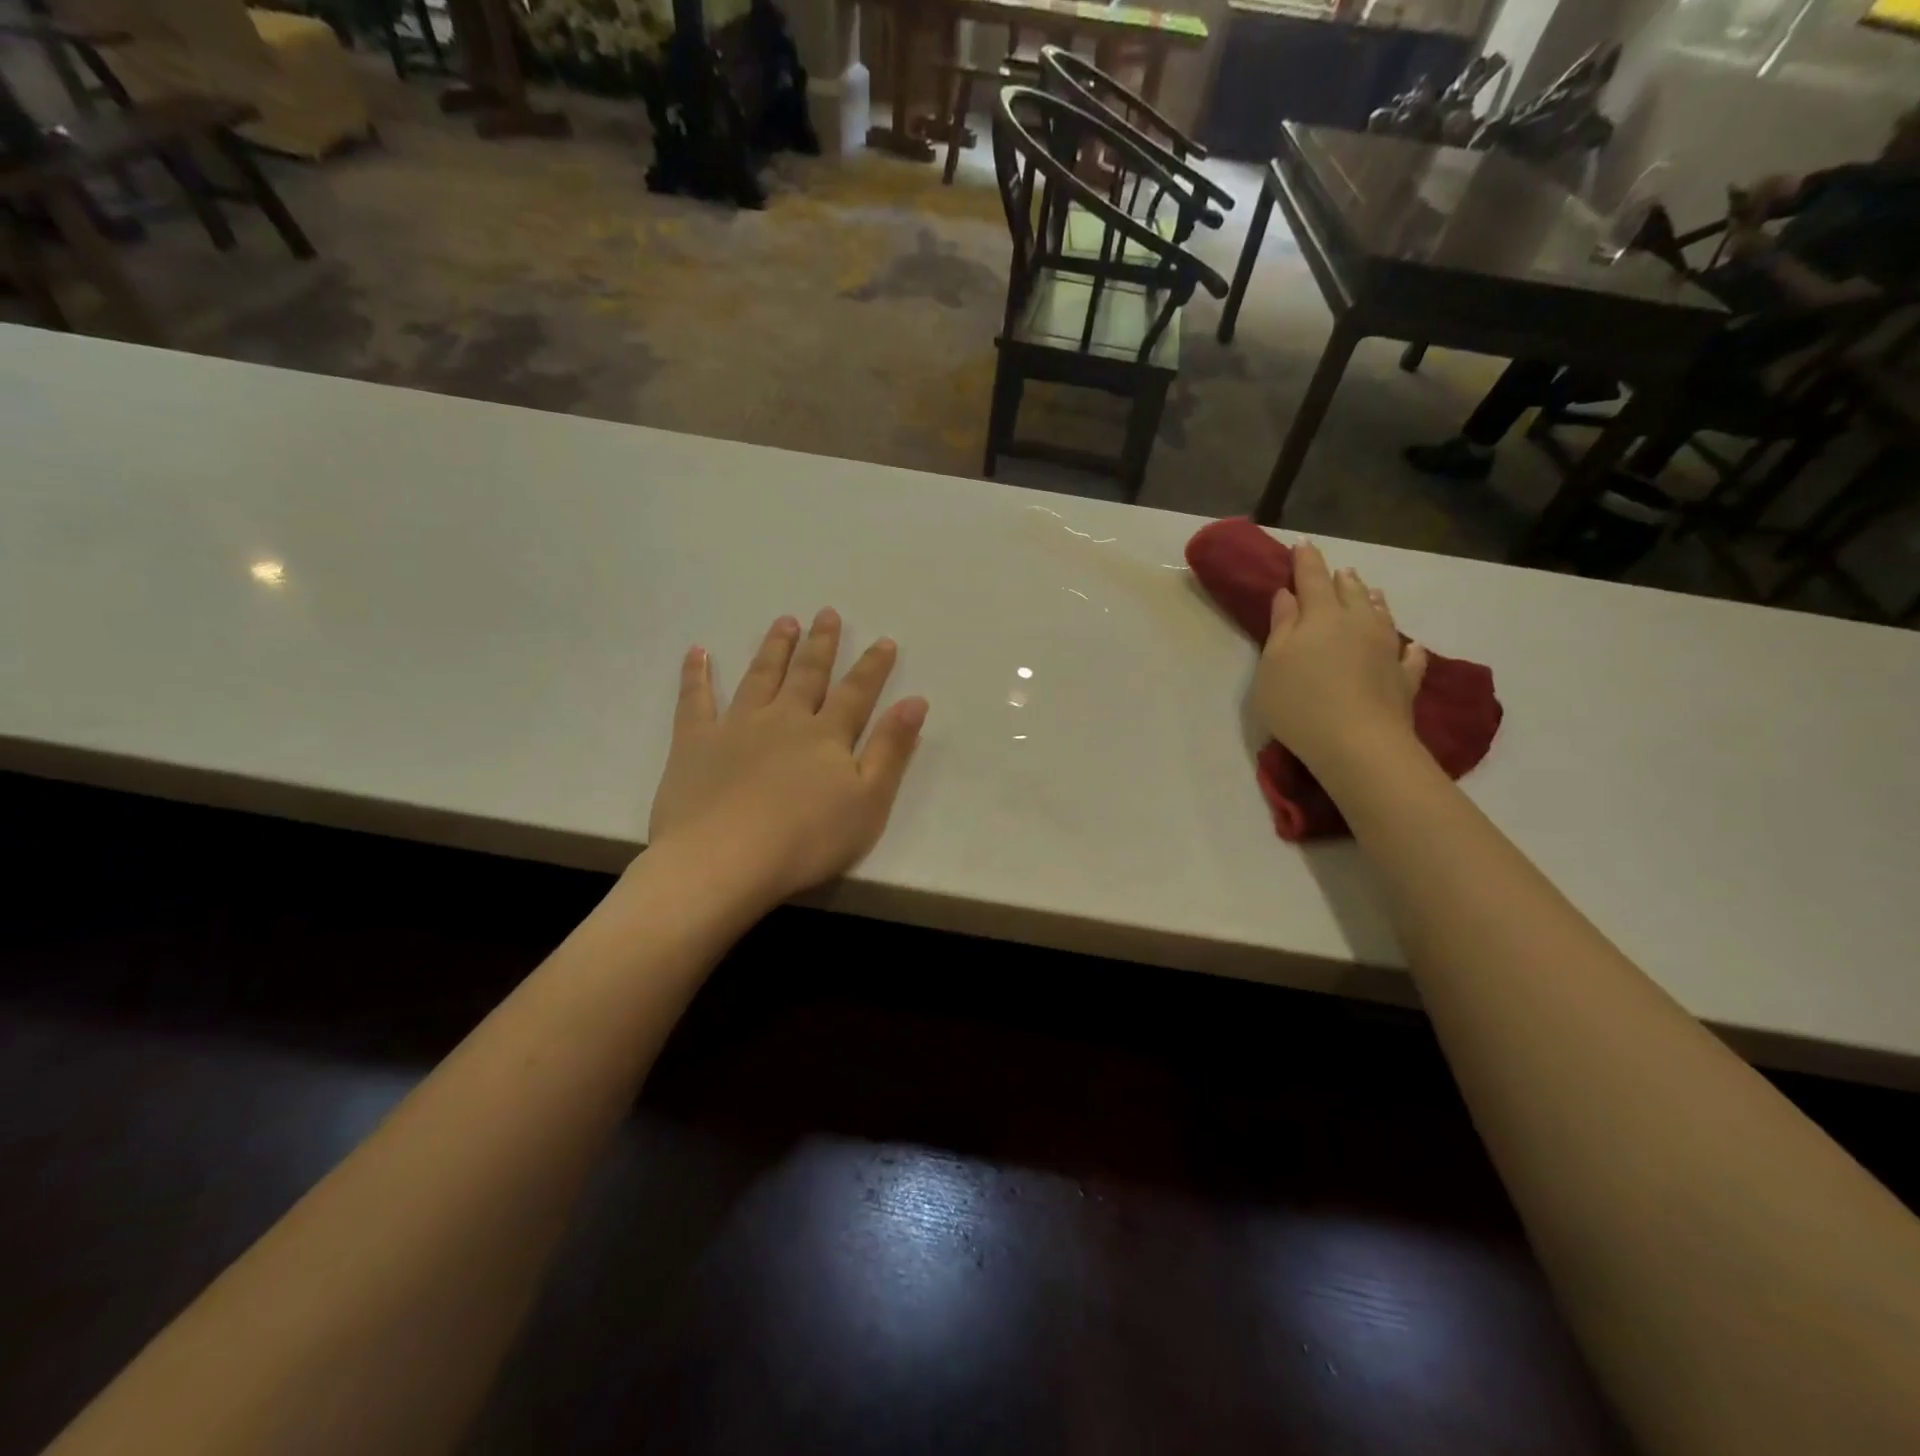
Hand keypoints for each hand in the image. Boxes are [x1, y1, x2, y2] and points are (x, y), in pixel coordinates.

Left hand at [647, 610, 927, 905]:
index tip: (884, 640)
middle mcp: (784, 719)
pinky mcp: (695, 742)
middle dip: (820, 644)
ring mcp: (736, 726)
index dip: (872, 667)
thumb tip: (915, 701)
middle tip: (826, 613)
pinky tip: (697, 652)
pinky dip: (696, 675)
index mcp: (827, 735)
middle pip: (807, 675)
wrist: (724, 859)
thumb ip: (891, 749)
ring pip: (759, 677)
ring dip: (774, 649)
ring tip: (784, 622)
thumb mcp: (868, 801)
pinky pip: (695, 700)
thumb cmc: (806, 839)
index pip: (856, 692)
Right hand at [1254, 542, 1426, 775]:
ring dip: (1373, 602)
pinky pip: (1409, 657)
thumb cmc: (1300, 702)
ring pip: (1381, 616)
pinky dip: (1409, 649)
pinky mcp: (1403, 679)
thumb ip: (1281, 628)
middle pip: (1350, 592)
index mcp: (1320, 616)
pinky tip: (1412, 647)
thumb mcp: (1273, 664)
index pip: (1311, 578)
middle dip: (1340, 579)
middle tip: (1338, 571)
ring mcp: (1385, 650)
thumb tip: (1287, 596)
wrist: (1357, 743)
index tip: (1301, 544)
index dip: (1305, 560)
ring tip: (1372, 592)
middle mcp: (1357, 623)